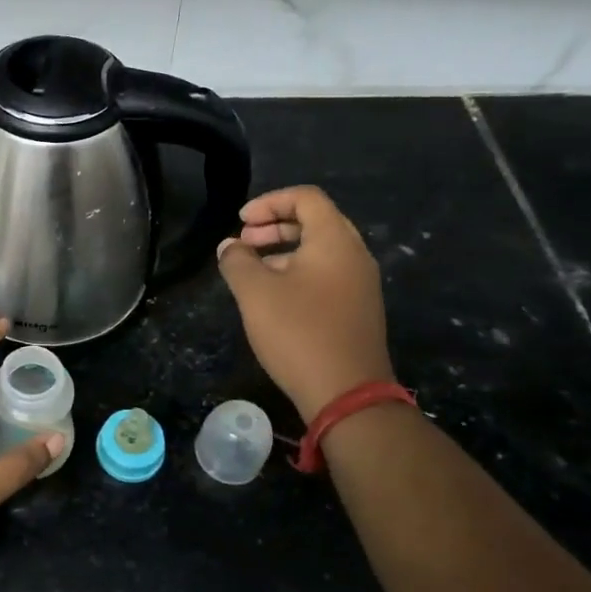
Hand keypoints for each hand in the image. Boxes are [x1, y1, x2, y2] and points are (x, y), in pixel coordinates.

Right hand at [215, 185, 396, 419]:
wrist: (346, 393)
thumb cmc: (299, 332)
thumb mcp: (255, 293)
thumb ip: (237, 261)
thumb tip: (230, 246)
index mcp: (335, 241)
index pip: (306, 198)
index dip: (269, 202)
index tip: (240, 222)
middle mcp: (355, 255)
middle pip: (316, 221)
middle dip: (275, 225)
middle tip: (244, 242)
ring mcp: (361, 284)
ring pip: (321, 250)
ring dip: (284, 250)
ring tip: (252, 270)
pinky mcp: (358, 310)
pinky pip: (327, 274)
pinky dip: (298, 271)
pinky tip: (274, 297)